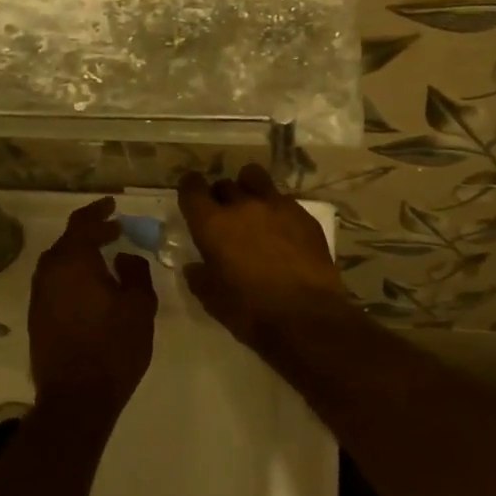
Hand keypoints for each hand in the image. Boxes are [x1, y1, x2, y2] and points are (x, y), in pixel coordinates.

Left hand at [28, 198, 155, 417]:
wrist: (76, 399)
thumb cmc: (113, 348)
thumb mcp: (139, 306)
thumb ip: (135, 272)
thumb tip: (124, 258)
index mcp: (72, 262)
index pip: (82, 223)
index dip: (98, 210)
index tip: (113, 204)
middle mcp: (49, 273)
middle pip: (68, 242)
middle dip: (91, 234)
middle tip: (115, 232)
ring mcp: (39, 297)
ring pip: (60, 264)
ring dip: (81, 256)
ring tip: (106, 259)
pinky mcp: (37, 318)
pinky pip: (56, 284)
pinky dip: (73, 276)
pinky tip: (92, 289)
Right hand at [178, 165, 349, 347]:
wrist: (306, 317)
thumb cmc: (250, 311)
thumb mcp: (212, 299)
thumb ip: (200, 276)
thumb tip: (196, 266)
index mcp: (213, 224)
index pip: (192, 189)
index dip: (189, 189)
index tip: (191, 196)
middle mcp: (242, 206)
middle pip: (224, 184)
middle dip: (220, 196)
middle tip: (224, 217)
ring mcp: (276, 206)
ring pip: (255, 179)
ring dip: (248, 189)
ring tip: (253, 209)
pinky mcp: (304, 215)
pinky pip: (283, 200)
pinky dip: (276, 209)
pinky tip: (283, 231)